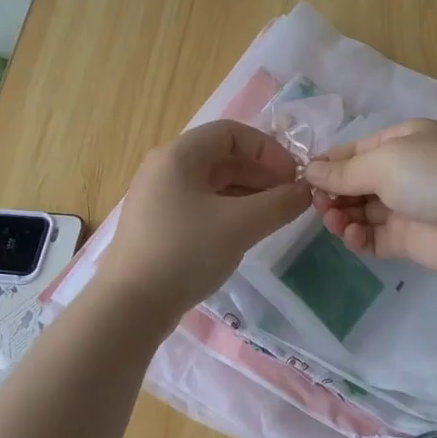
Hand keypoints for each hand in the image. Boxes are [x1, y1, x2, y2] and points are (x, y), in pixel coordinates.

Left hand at [98, 120, 311, 318]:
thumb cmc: (186, 252)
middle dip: (261, 173)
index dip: (268, 149)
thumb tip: (305, 192)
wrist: (131, 305)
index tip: (292, 176)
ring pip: (212, 183)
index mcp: (178, 156)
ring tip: (274, 216)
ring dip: (248, 193)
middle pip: (221, 157)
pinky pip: (201, 205)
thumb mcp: (240, 225)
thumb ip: (279, 204)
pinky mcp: (158, 225)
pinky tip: (246, 232)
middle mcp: (164, 169)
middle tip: (289, 198)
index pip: (231, 132)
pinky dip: (228, 210)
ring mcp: (158, 198)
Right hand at [303, 119, 436, 276]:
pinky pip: (372, 237)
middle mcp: (403, 171)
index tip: (303, 178)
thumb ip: (343, 171)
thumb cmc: (433, 175)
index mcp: (402, 141)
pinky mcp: (407, 240)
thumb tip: (310, 172)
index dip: (329, 164)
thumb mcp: (383, 161)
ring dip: (342, 214)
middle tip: (317, 203)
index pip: (355, 151)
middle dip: (333, 192)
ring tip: (334, 220)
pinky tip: (351, 235)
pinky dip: (357, 237)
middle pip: (355, 182)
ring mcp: (405, 207)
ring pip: (360, 211)